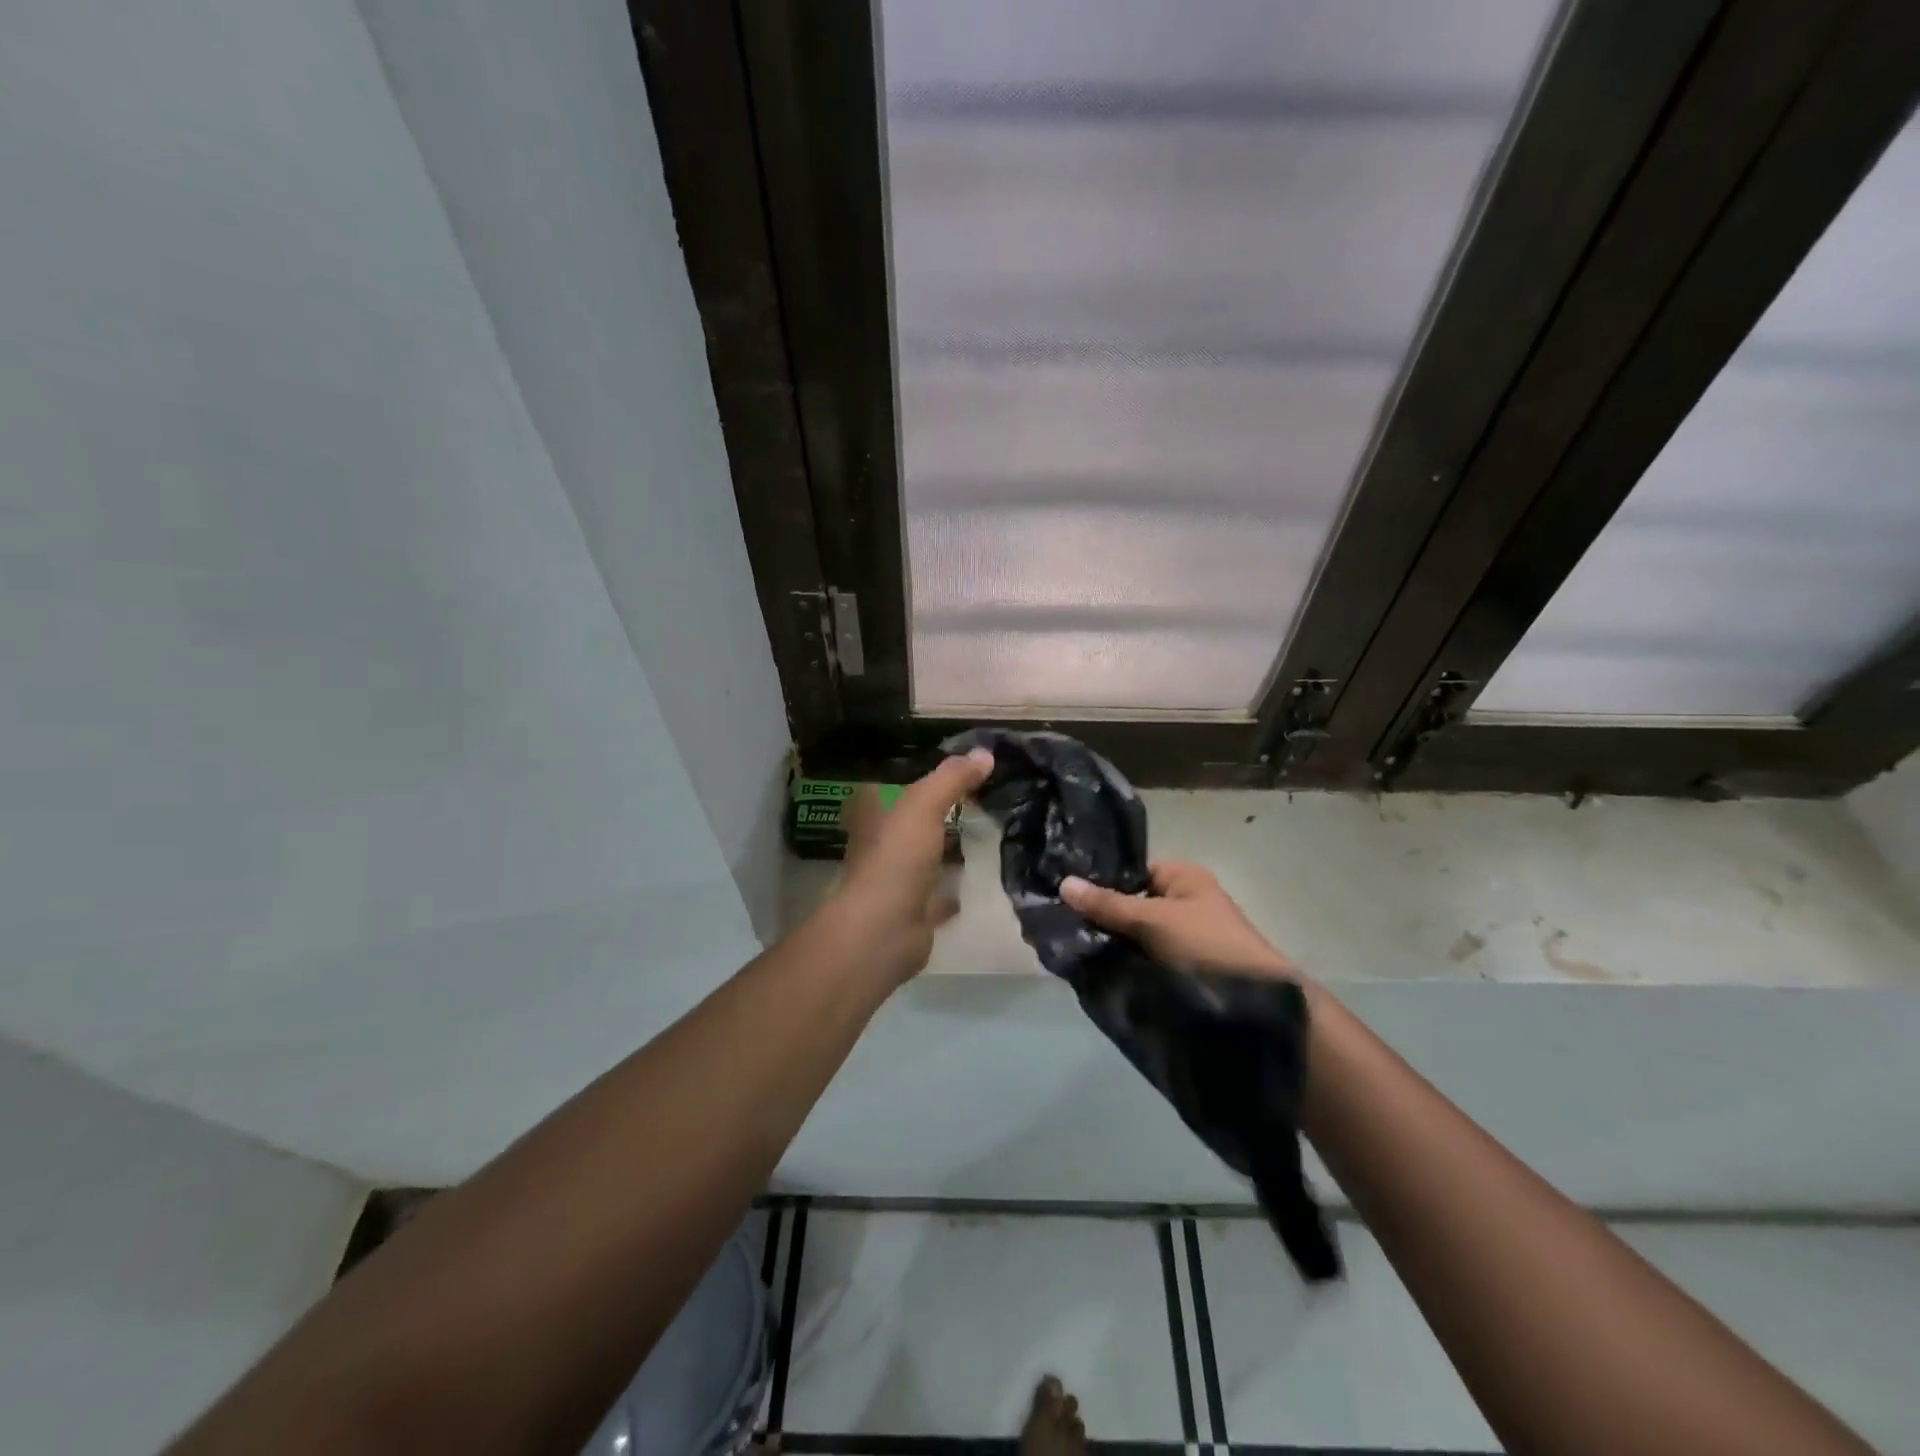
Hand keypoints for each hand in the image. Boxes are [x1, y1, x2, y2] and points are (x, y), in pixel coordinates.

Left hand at [829, 748, 994, 984]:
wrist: (883, 931)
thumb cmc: (895, 859)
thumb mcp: (922, 805)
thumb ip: (951, 779)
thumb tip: (986, 753)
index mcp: (872, 815)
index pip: (895, 784)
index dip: (920, 774)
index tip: (956, 768)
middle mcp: (880, 844)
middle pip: (912, 820)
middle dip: (938, 811)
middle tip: (980, 797)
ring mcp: (895, 880)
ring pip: (925, 856)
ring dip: (946, 848)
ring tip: (985, 832)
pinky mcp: (913, 911)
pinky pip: (938, 893)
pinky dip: (953, 887)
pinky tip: (978, 878)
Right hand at [1060, 861, 1298, 979]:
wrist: (1258, 1008)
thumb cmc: (1208, 946)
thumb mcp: (1155, 920)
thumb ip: (1109, 904)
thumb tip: (1062, 883)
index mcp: (1182, 877)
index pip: (1129, 869)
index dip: (1098, 880)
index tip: (1060, 893)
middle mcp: (1180, 901)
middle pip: (1127, 901)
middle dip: (1097, 913)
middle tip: (1057, 922)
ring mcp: (1179, 936)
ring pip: (1131, 933)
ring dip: (1106, 941)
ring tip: (1064, 945)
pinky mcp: (1177, 967)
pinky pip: (1139, 957)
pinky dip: (1119, 962)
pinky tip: (1088, 968)